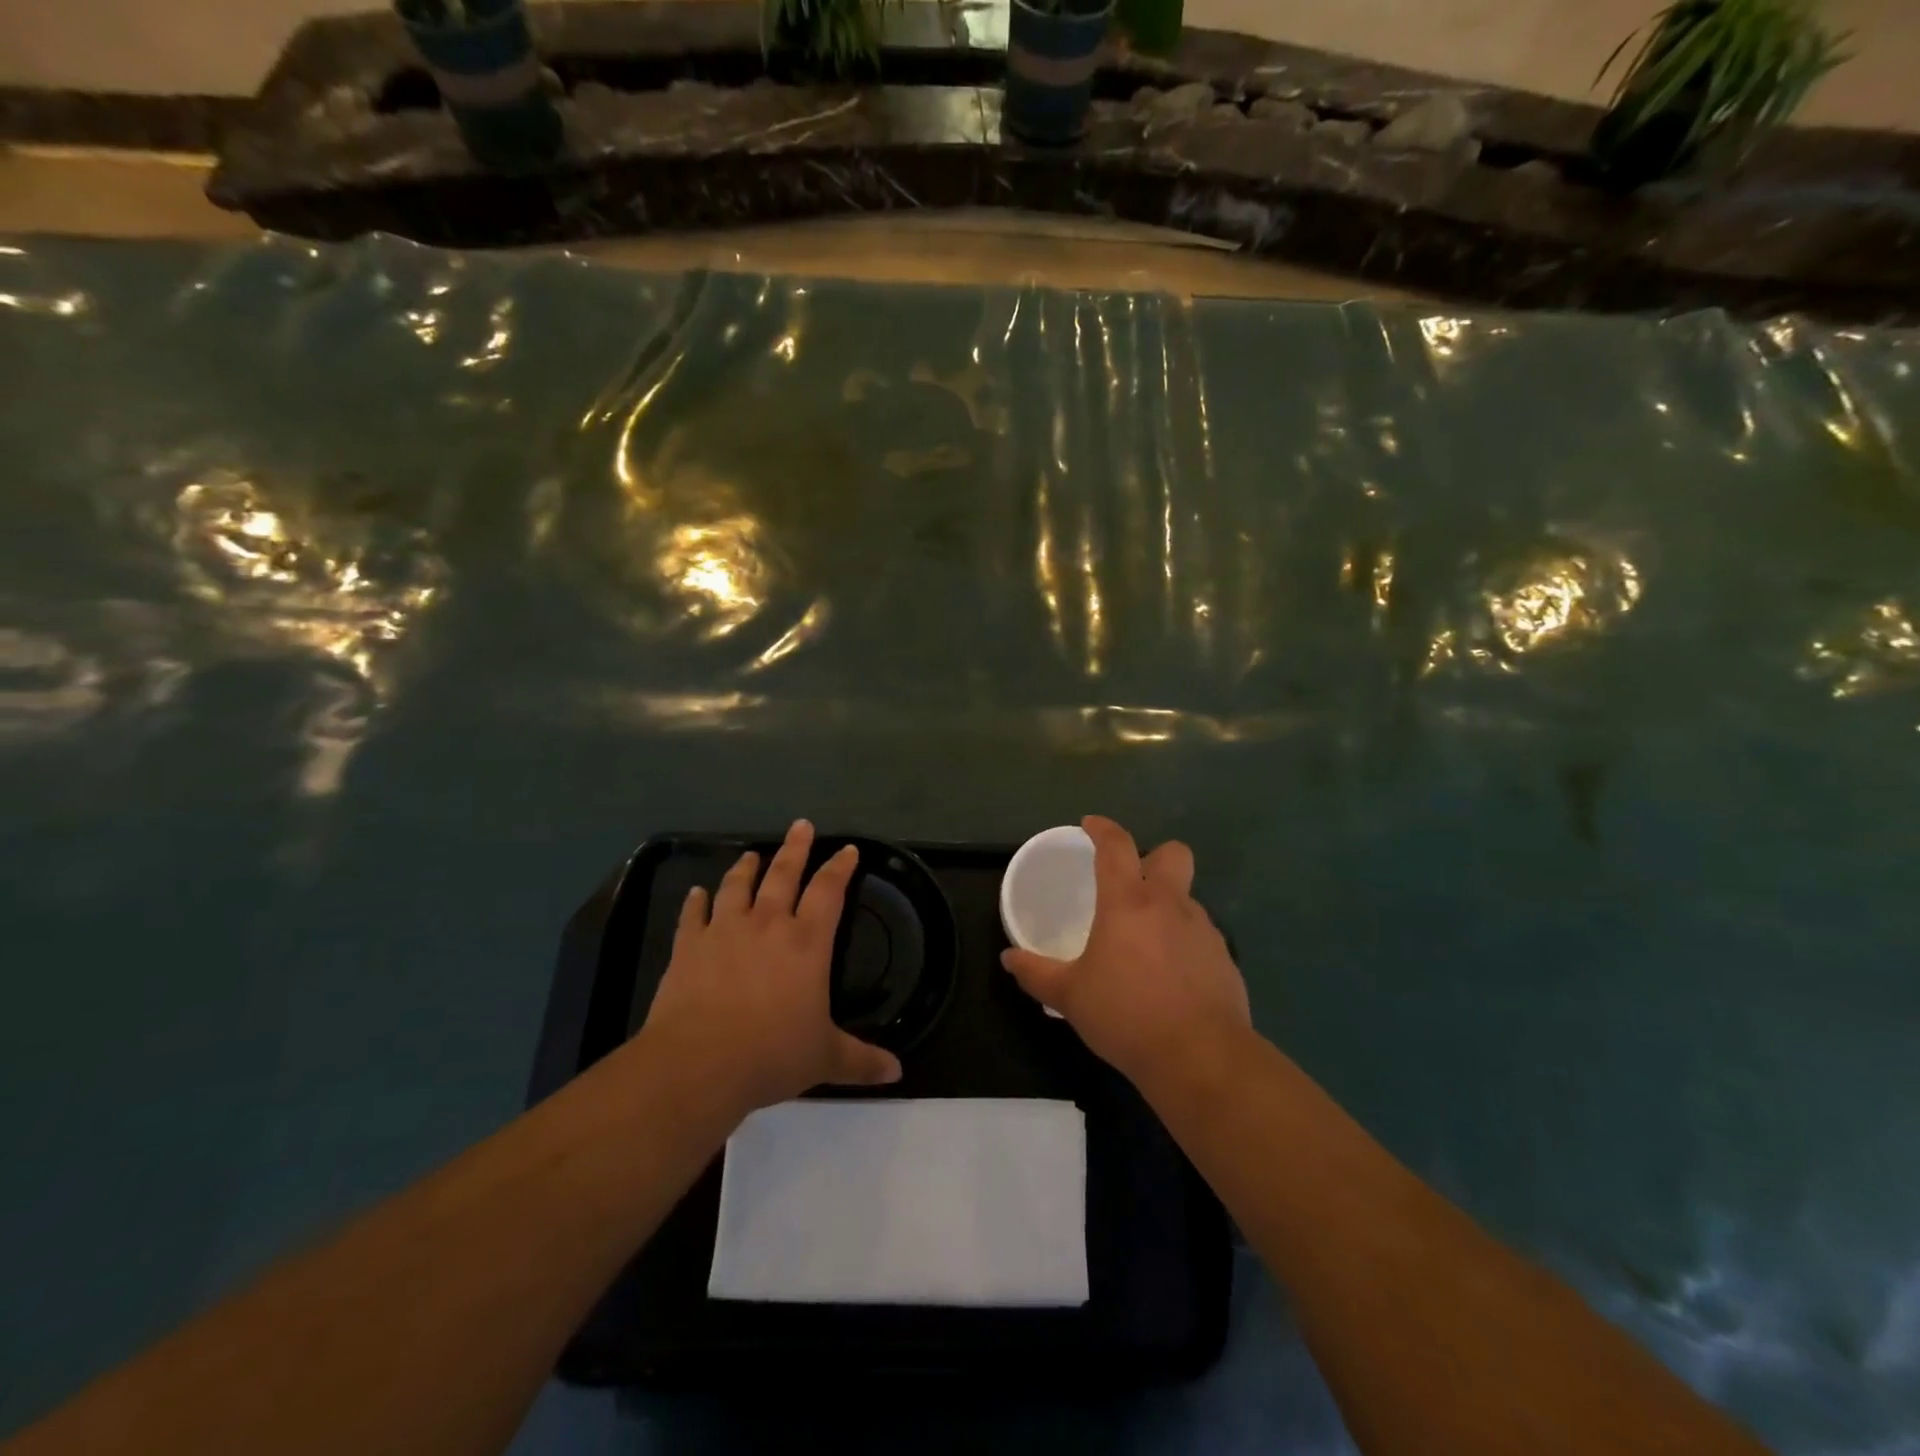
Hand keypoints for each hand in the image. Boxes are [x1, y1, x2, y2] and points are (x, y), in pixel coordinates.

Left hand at [637, 820, 901, 1118]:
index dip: (840, 868)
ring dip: (746, 867)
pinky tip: (697, 892)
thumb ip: (862, 1061)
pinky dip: (696, 901)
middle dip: (795, 848)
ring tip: (752, 854)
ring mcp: (724, 931)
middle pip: (784, 874)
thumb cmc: (771, 1056)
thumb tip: (897, 1074)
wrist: (699, 1065)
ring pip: (738, 886)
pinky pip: (693, 914)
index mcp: (806, 943)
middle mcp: (767, 925)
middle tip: (801, 825)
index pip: (829, 891)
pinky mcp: (689, 946)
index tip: (847, 849)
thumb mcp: (825, 1059)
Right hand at [1001, 815, 1250, 1086]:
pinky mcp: (1225, 959)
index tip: (1090, 825)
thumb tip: (1009, 959)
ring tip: (1145, 944)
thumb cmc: (1126, 1015)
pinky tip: (1170, 977)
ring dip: (1167, 907)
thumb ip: (1037, 973)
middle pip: (1173, 853)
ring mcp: (1204, 930)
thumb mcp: (1070, 996)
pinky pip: (1200, 936)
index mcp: (1128, 902)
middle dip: (1153, 857)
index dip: (1103, 828)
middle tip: (1131, 883)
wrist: (1200, 1057)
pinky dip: (1183, 944)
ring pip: (1187, 898)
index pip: (1116, 846)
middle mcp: (1170, 904)